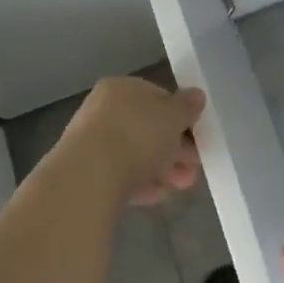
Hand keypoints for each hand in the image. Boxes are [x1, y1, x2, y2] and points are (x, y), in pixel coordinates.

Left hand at [61, 76, 203, 206]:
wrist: (88, 178)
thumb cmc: (136, 136)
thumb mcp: (174, 116)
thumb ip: (187, 106)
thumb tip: (196, 96)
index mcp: (122, 88)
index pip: (157, 96)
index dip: (180, 116)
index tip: (197, 137)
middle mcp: (103, 110)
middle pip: (147, 127)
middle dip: (174, 147)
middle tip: (194, 166)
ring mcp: (92, 142)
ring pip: (135, 153)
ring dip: (162, 168)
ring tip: (182, 186)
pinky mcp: (86, 174)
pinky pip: (121, 175)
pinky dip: (141, 182)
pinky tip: (158, 195)